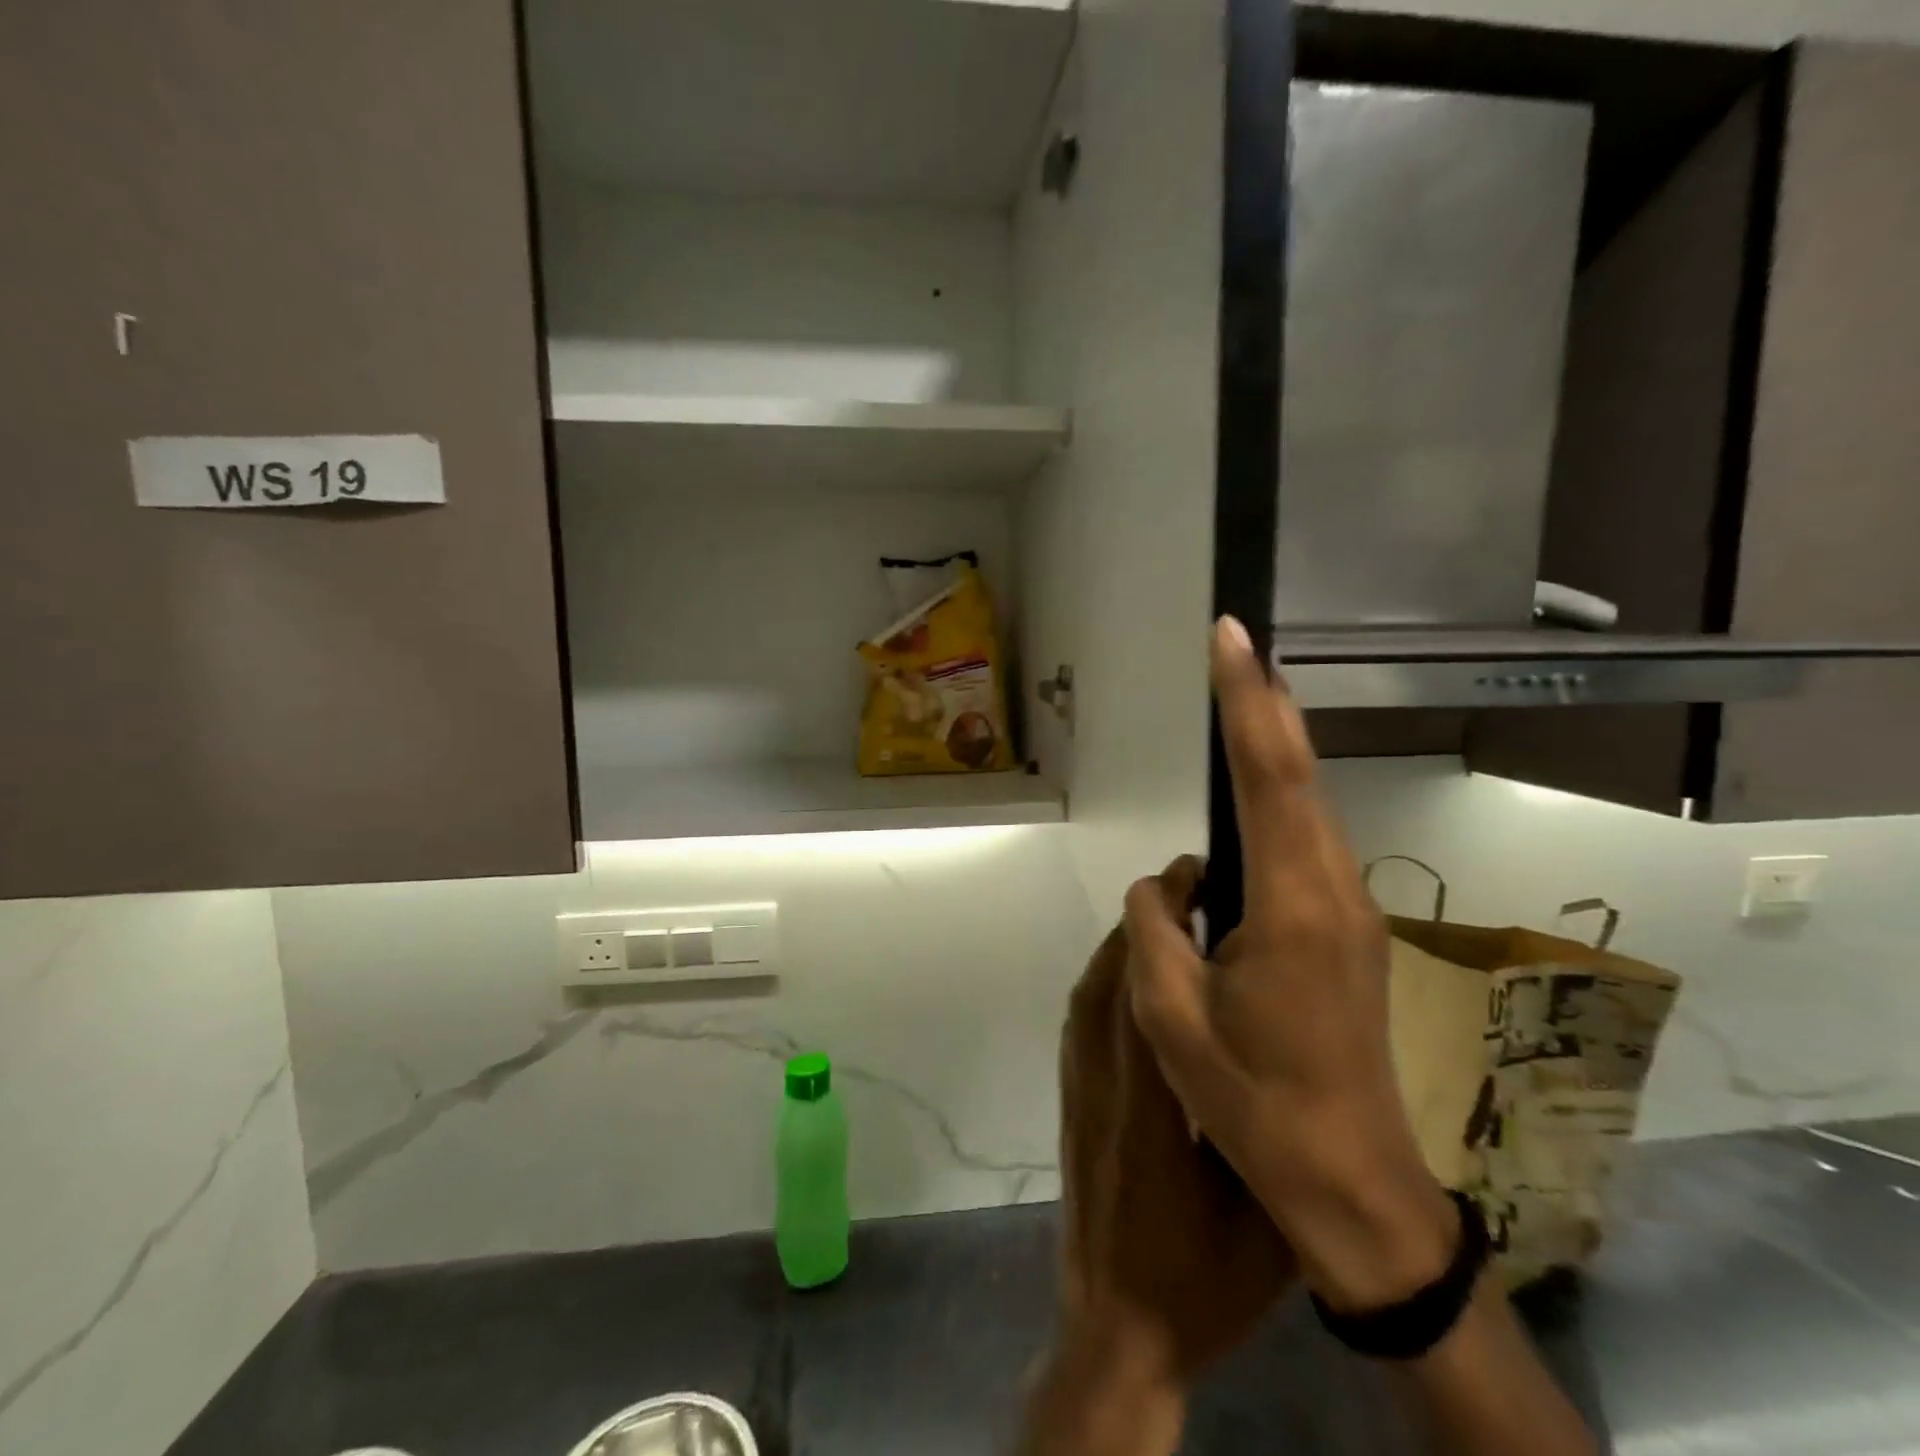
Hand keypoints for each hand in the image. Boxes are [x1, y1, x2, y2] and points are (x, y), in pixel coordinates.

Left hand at [1026, 921, 1291, 1455]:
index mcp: (1150, 1105)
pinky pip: (1081, 1017)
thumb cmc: (1197, 1283)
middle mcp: (1103, 1080)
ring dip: (1124, 948)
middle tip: (1191, 889)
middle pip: (1110, 977)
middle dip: (1146, 923)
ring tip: (1172, 925)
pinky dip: (1105, 981)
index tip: (1194, 885)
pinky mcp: (1070, 1097)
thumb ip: (1268, 1141)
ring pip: (1089, 991)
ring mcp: (1078, 1086)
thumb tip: (1289, 1068)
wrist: (1113, 1327)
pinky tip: (1138, 983)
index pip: (1146, 993)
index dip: (1165, 930)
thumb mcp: (1262, 1223)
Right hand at [1123, 617, 1455, 1314]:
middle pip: (1299, 776)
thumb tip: (1163, 884)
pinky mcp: (1351, 931)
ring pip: (1310, 807)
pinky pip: (1310, 844)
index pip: (1268, 776)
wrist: (1352, 1179)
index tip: (1231, 638)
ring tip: (1242, 700)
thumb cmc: (1252, 1101)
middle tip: (1236, 647)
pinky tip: (1256, 795)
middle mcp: (1335, 890)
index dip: (1247, 700)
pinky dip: (1282, 798)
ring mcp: (1353, 910)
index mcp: (1292, 904)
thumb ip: (1155, 929)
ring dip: (1276, 748)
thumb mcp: (1171, 1018)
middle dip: (1266, 704)